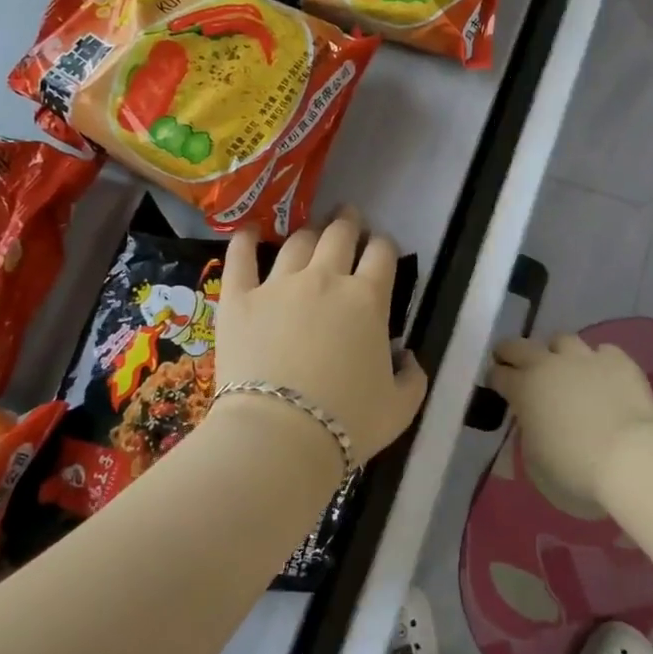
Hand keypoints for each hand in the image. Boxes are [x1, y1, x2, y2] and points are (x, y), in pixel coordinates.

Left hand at [217, 211, 426, 466]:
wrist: (280, 437)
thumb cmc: (348, 423)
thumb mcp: (401, 407)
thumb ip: (413, 376)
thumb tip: (406, 357)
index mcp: (368, 299)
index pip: (382, 254)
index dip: (384, 245)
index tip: (381, 247)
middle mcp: (326, 279)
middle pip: (340, 235)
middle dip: (349, 222)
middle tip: (349, 217)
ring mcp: (279, 284)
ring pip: (297, 242)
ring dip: (309, 231)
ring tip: (311, 230)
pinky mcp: (239, 298)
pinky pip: (241, 258)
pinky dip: (246, 240)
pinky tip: (250, 232)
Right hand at [489, 334, 652, 509]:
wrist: (632, 458)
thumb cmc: (576, 471)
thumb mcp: (535, 462)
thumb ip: (529, 434)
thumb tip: (534, 422)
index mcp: (524, 389)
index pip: (499, 374)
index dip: (495, 378)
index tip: (496, 384)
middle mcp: (550, 365)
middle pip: (521, 346)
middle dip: (512, 351)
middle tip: (512, 360)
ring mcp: (586, 358)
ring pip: (563, 340)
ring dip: (557, 352)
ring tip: (564, 367)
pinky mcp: (619, 361)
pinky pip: (603, 351)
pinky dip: (598, 362)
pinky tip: (603, 376)